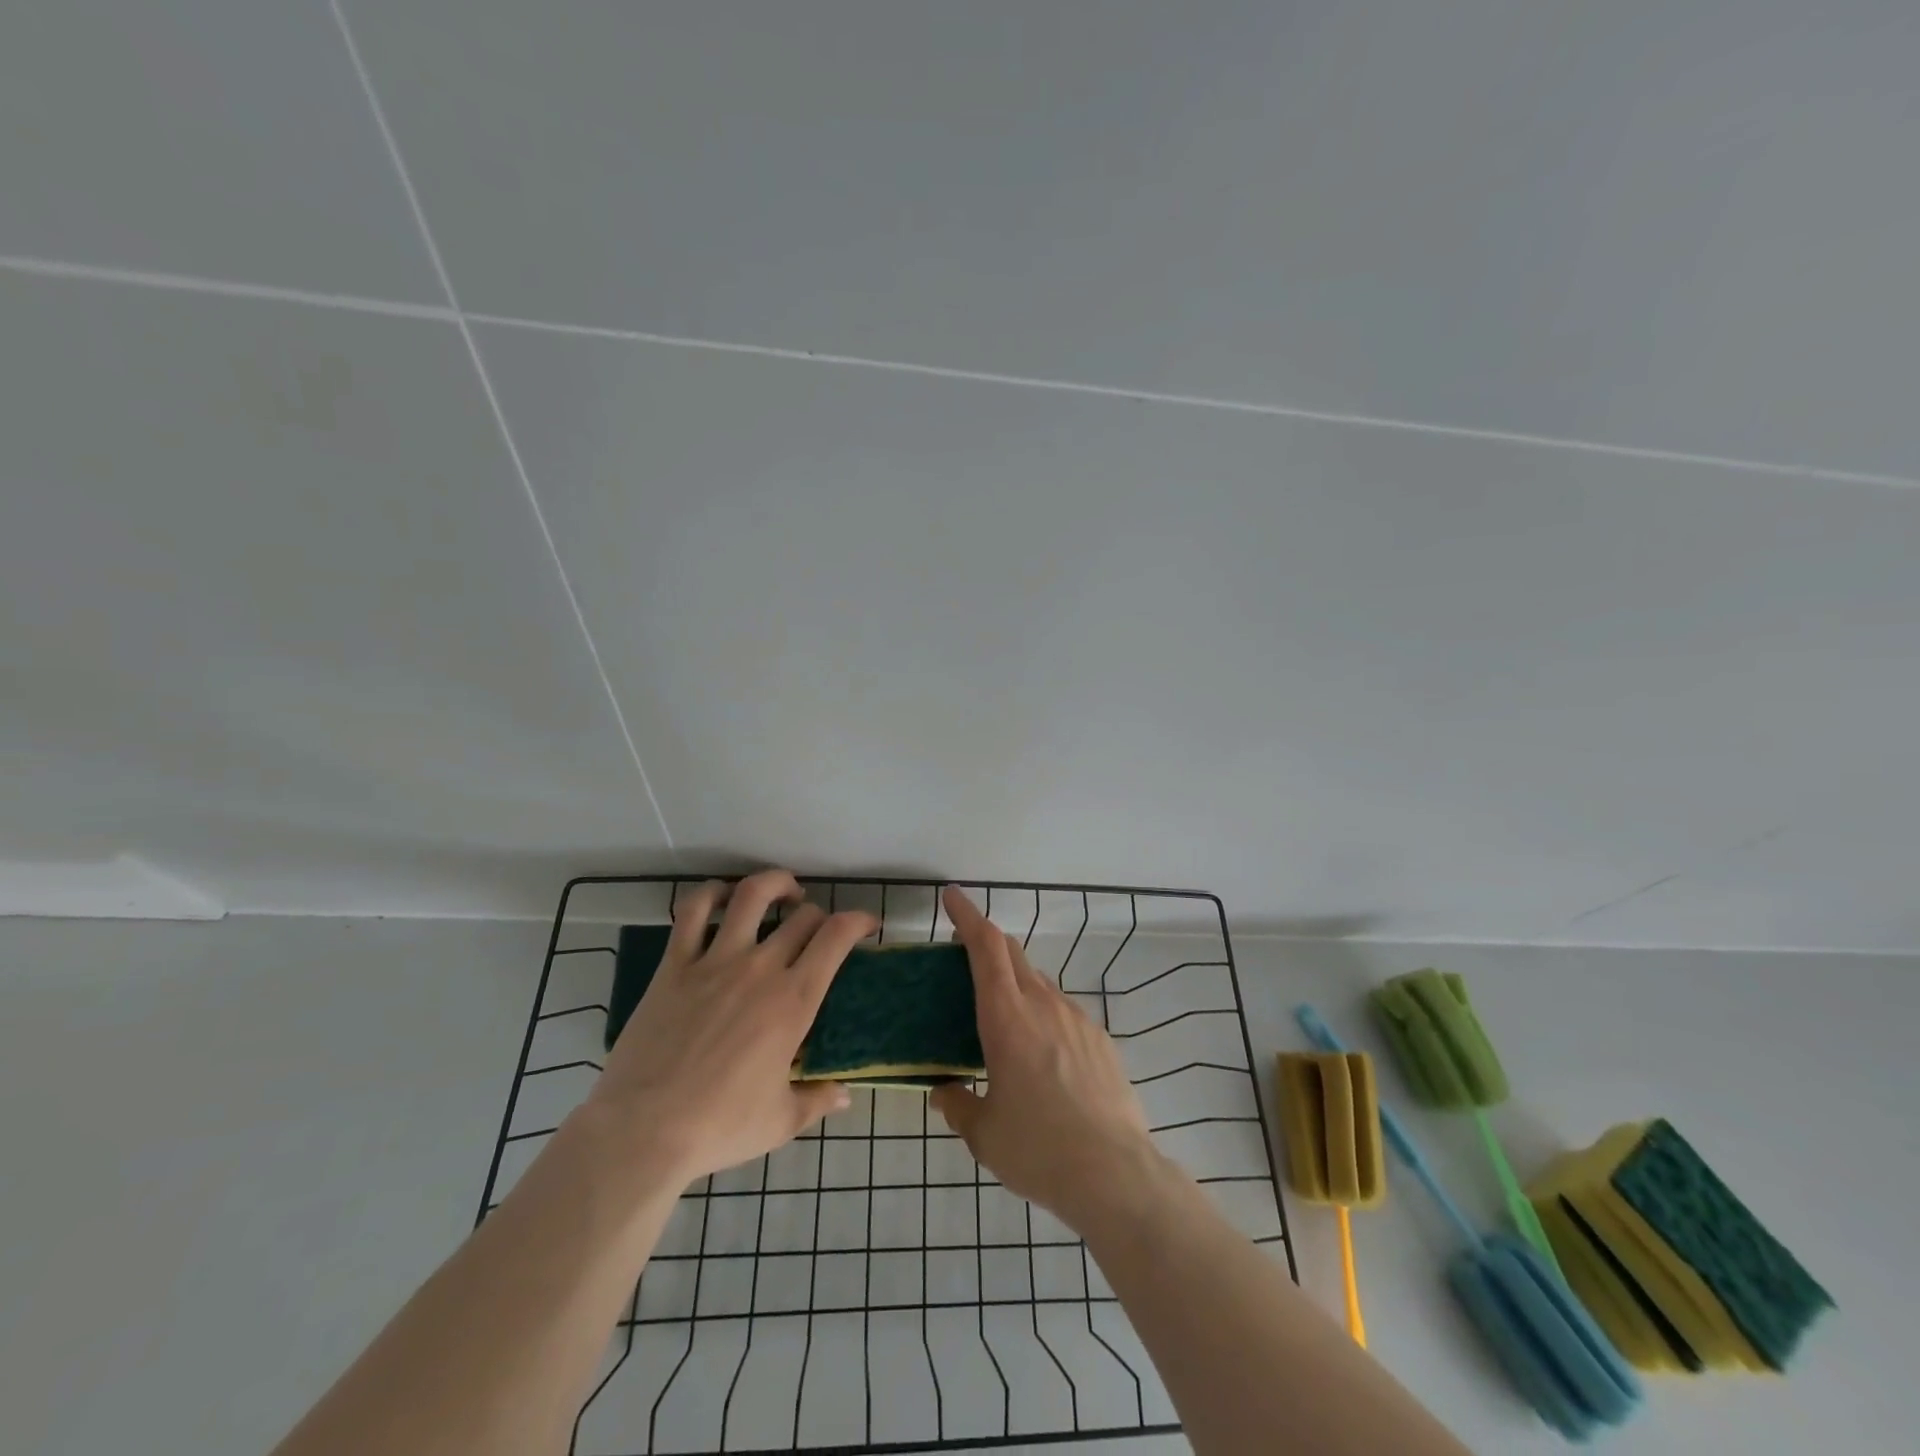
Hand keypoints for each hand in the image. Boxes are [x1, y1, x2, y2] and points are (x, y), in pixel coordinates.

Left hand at [585, 870, 876, 1185]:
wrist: (643, 1131)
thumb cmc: (719, 1127)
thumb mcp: (780, 1121)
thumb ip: (817, 1099)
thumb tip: (845, 1095)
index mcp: (794, 1001)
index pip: (837, 937)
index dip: (858, 920)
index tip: (866, 925)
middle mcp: (760, 969)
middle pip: (803, 916)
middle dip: (819, 916)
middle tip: (817, 931)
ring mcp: (715, 961)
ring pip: (752, 895)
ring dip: (775, 883)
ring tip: (783, 892)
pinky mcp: (675, 964)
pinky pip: (694, 911)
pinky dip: (712, 893)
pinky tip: (723, 897)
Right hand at [932, 886, 1155, 1230]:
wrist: (1115, 1174)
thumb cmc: (1038, 1148)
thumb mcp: (983, 1132)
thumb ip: (957, 1104)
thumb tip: (943, 1091)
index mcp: (1006, 1016)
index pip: (986, 946)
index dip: (967, 915)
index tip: (952, 896)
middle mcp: (1043, 1004)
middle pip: (1012, 953)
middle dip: (987, 943)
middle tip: (964, 955)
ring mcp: (1077, 1018)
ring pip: (1039, 982)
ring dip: (1015, 983)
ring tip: (1002, 1018)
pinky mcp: (1101, 1039)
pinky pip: (1063, 1011)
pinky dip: (1043, 1013)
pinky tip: (1042, 1055)